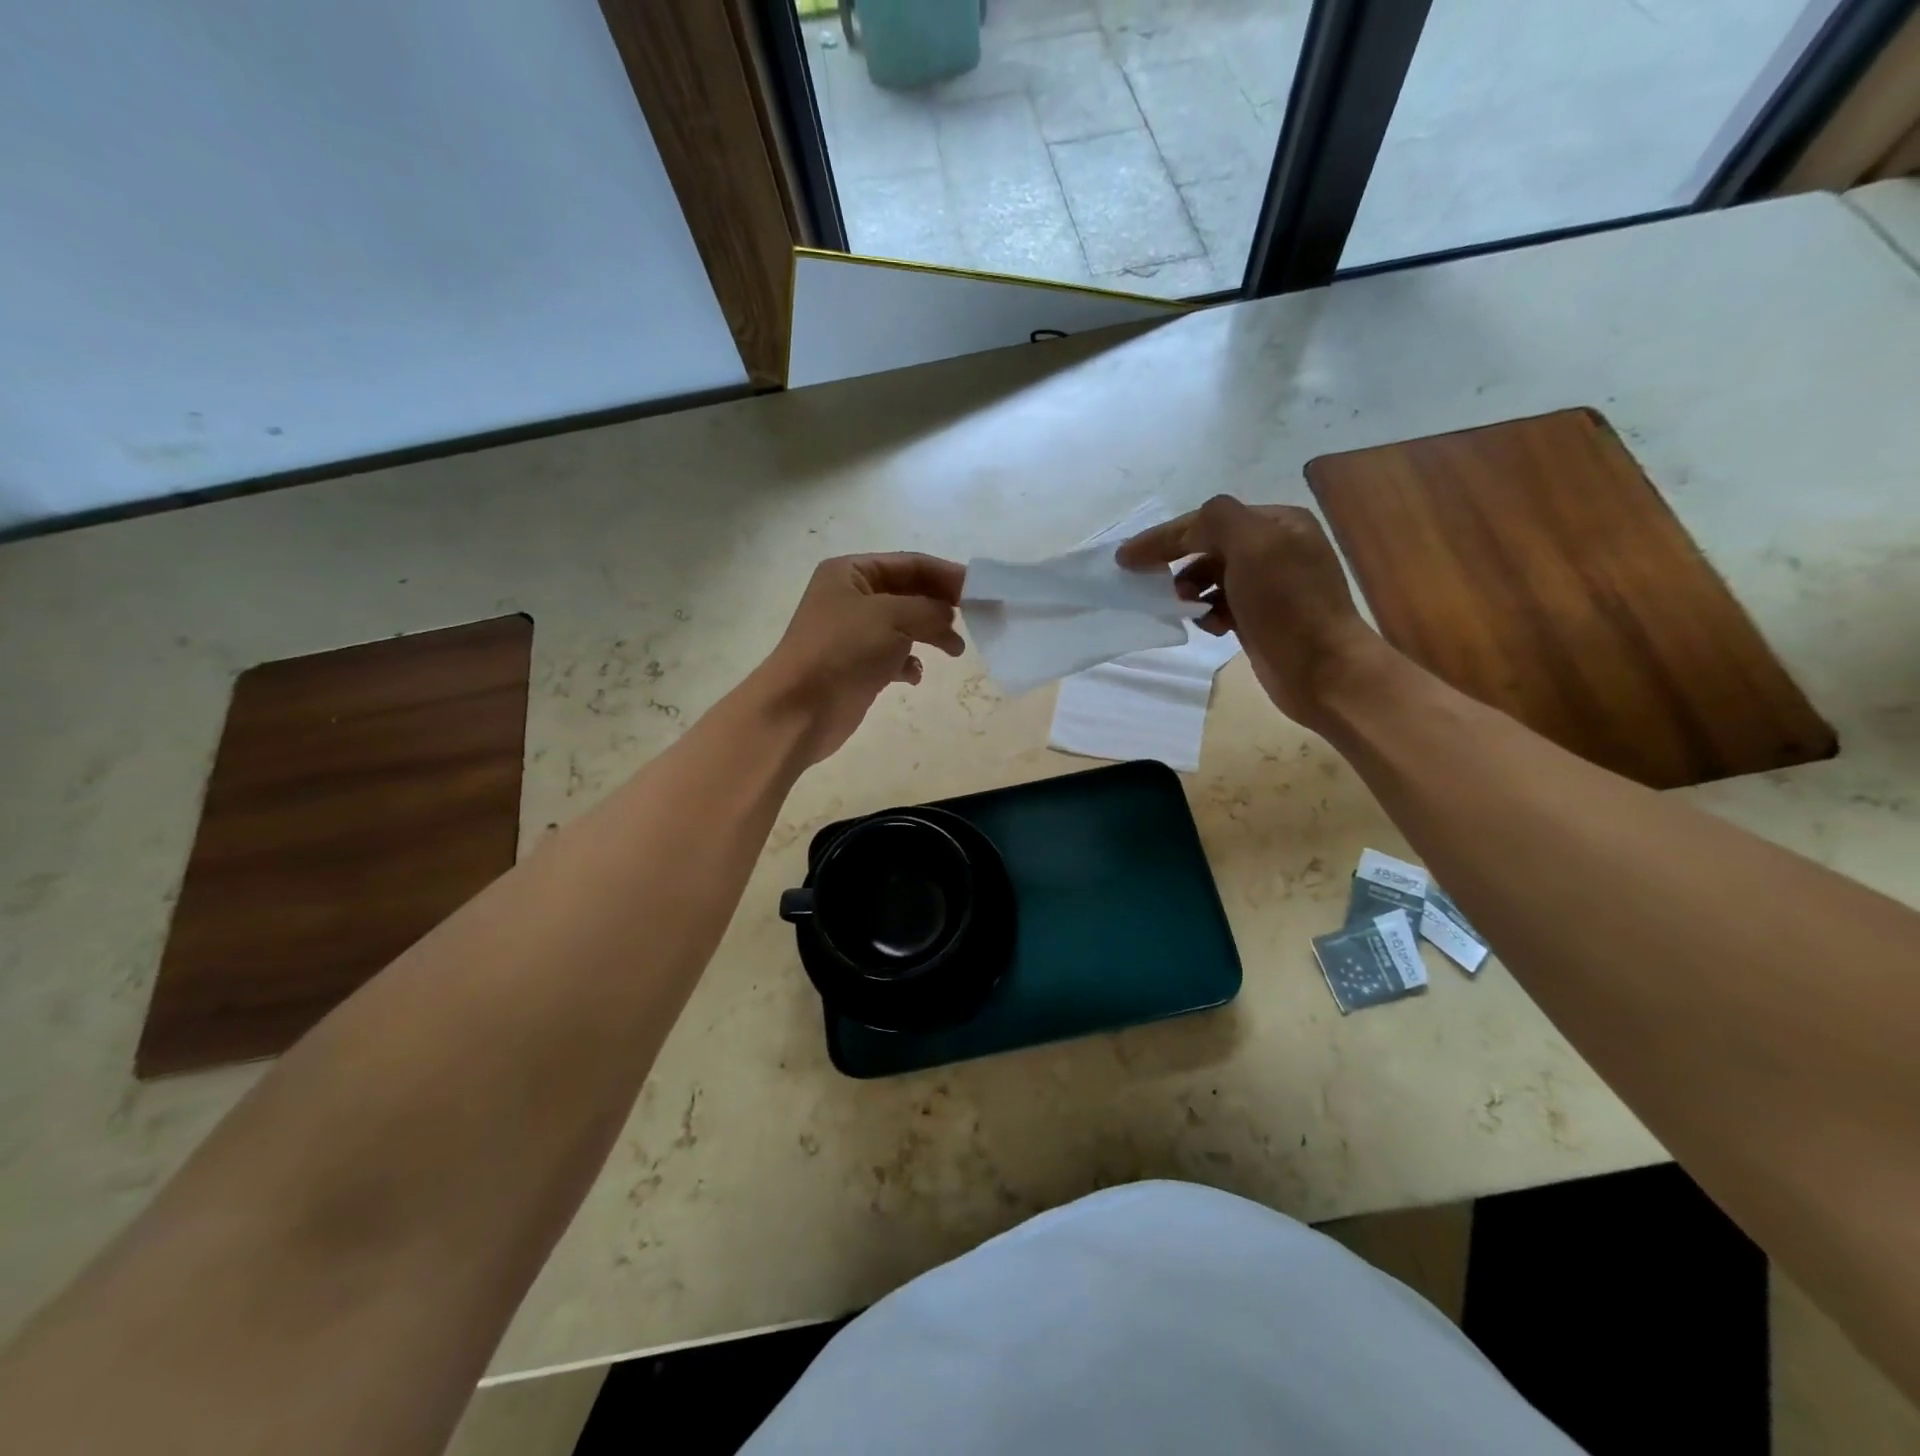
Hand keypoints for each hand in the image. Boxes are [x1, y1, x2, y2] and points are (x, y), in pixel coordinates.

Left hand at [755, 553, 966, 761]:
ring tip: (955, 651)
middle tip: (975, 620)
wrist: (800, 709)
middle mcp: (851, 598)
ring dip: (931, 635)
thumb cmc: (843, 651)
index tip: (980, 591)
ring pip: (904, 626)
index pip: (910, 564)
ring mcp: (853, 634)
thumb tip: (948, 614)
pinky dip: (909, 663)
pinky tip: (914, 676)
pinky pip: (893, 656)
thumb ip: (929, 609)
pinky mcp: (857, 666)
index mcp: (851, 573)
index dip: (946, 575)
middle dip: (941, 606)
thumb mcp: (893, 617)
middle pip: (909, 593)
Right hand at [1116, 495, 1382, 727]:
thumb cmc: (1288, 604)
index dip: (1164, 536)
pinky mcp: (1260, 619)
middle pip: (1208, 548)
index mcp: (1277, 523)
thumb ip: (1216, 521)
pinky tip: (1213, 628)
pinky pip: (1220, 606)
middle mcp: (1275, 548)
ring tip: (1187, 608)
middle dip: (1178, 564)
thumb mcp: (1253, 545)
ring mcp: (1269, 586)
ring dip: (1192, 591)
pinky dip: (1208, 614)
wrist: (1322, 669)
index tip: (1125, 558)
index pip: (1208, 520)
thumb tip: (1188, 528)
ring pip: (1211, 579)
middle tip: (1153, 584)